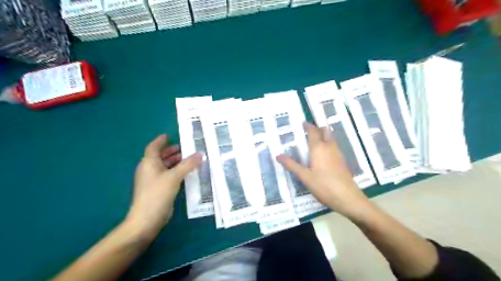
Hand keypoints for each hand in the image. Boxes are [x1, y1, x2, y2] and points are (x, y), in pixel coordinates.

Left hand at [126, 135, 202, 239]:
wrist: (146, 219)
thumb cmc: (157, 193)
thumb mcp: (174, 176)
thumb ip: (188, 164)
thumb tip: (200, 153)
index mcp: (149, 163)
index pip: (153, 147)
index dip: (160, 141)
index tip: (169, 136)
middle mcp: (148, 170)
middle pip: (159, 156)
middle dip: (171, 151)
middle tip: (184, 148)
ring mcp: (152, 180)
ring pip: (163, 166)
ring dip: (174, 162)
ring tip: (188, 159)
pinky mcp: (157, 189)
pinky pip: (166, 175)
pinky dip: (175, 171)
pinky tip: (185, 173)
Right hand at [278, 123, 370, 219]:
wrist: (347, 198)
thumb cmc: (323, 185)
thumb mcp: (304, 176)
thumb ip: (291, 165)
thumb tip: (278, 155)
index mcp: (319, 148)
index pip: (313, 131)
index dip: (308, 126)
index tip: (302, 122)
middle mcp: (329, 147)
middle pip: (325, 131)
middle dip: (317, 128)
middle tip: (309, 130)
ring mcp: (338, 154)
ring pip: (331, 138)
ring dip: (323, 136)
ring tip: (314, 141)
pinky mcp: (342, 161)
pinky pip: (334, 146)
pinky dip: (328, 144)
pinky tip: (323, 154)